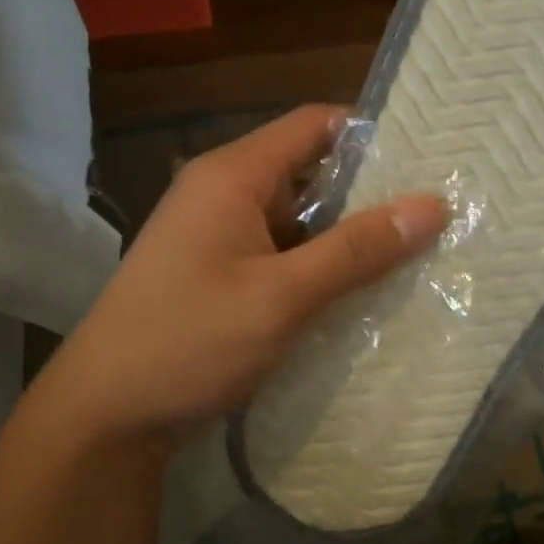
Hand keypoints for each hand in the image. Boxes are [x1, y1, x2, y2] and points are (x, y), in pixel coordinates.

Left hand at [23, 106, 445, 451]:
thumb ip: (357, 250)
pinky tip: (364, 292)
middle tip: (437, 215)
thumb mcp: (282, 296)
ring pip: (301, 220)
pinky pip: (285, 255)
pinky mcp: (222, 276)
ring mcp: (221, 237)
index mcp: (233, 176)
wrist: (106, 418)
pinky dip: (323, 267)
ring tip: (417, 253)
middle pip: (311, 172)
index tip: (430, 159)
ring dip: (350, 237)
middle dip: (371, 194)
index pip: (315, 125)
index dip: (372, 135)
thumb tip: (432, 205)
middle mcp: (225, 194)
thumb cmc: (189, 342)